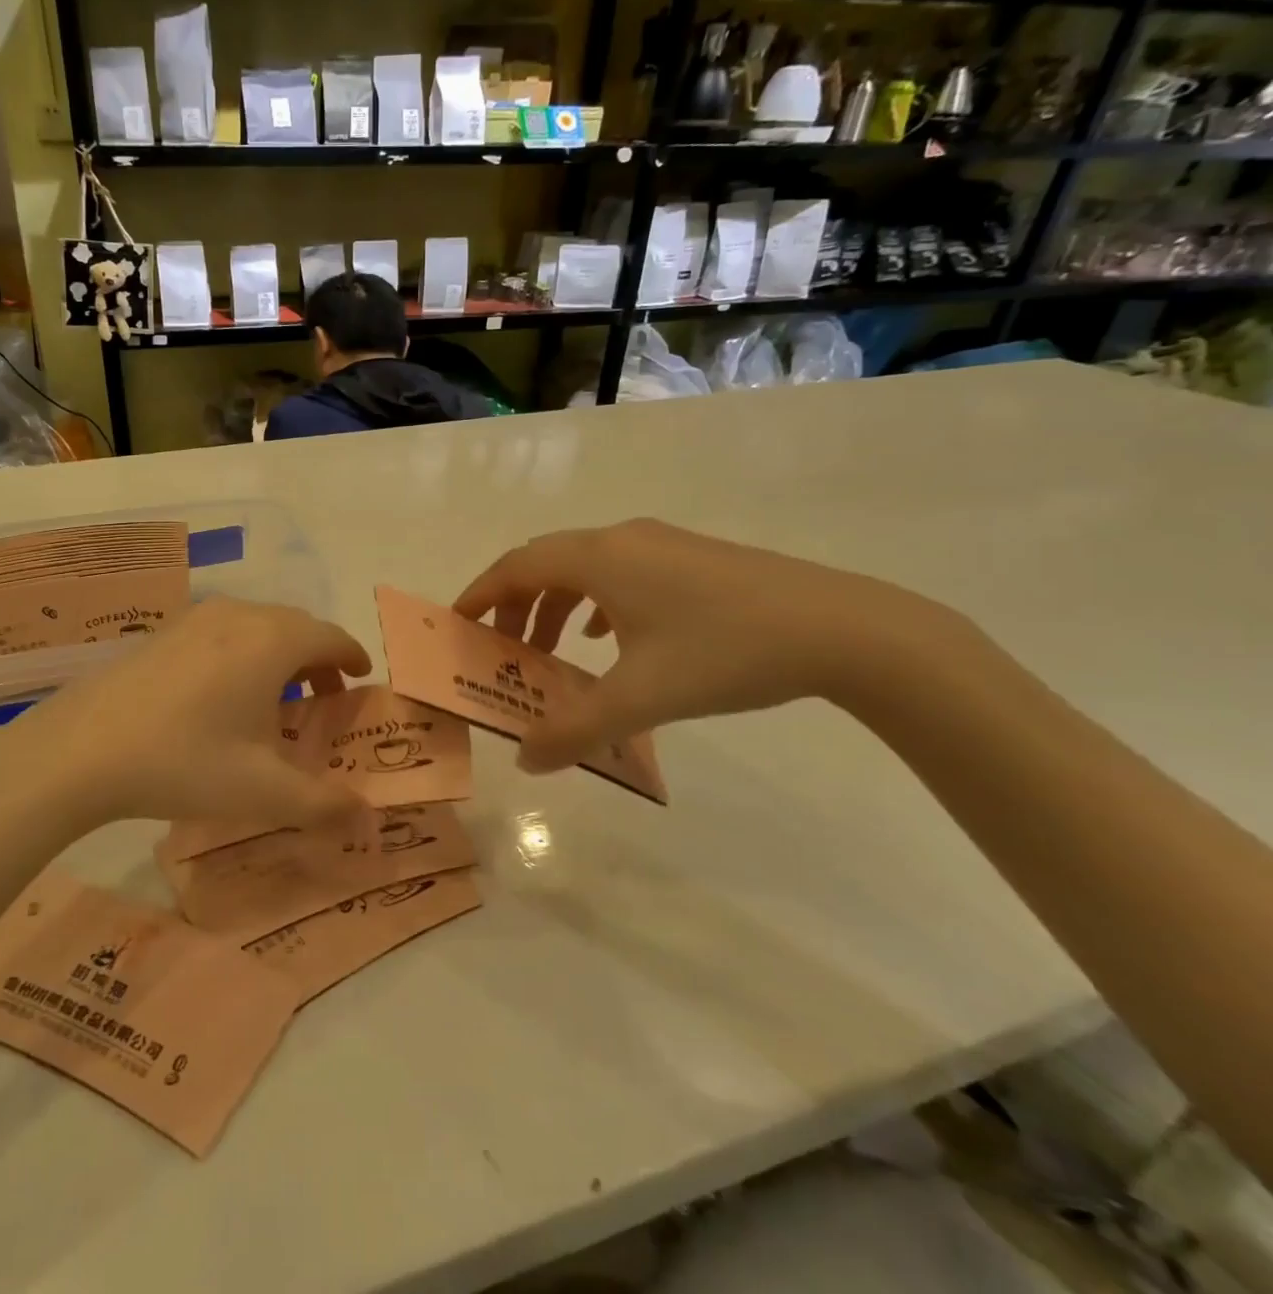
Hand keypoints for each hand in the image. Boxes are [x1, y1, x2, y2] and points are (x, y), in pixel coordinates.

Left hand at [0, 596, 371, 832]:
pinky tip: (225, 692)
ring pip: (258, 624)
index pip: (331, 637)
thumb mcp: (264, 792)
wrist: (83, 748)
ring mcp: (197, 618)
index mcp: (274, 641)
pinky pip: (224, 630)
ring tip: (277, 696)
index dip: (353, 656)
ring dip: (280, 653)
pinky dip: (244, 650)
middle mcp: (241, 615)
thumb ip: (324, 804)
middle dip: (319, 657)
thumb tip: (367, 815)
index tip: (361, 676)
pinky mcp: (165, 630)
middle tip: (325, 697)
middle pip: (297, 626)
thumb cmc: (186, 762)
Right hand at [454, 519, 949, 771]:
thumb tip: (525, 761)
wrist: (843, 628)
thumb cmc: (725, 652)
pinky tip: (608, 640)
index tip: (457, 625)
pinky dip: (594, 604)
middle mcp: (622, 539)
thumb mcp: (641, 699)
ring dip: (554, 607)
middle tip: (501, 651)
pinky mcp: (691, 558)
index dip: (479, 594)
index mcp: (599, 558)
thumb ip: (574, 731)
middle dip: (513, 606)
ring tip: (550, 652)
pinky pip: (619, 574)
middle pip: (544, 563)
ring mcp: (661, 544)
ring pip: (583, 568)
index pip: (516, 567)